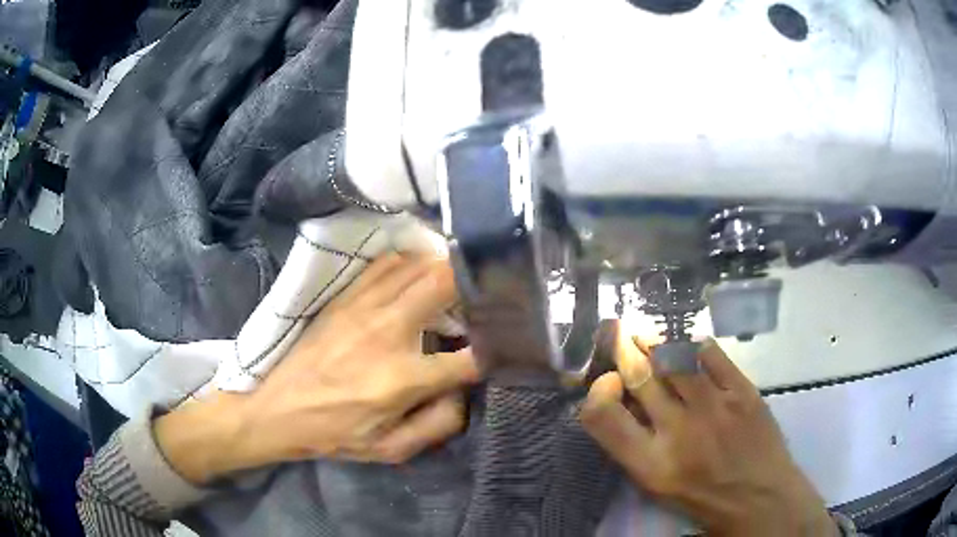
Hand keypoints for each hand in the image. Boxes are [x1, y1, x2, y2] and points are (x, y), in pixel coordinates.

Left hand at [155, 254, 479, 483]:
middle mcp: (386, 332)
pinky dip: (411, 262)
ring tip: (460, 282)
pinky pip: (386, 264)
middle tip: (490, 293)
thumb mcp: (390, 449)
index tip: (505, 345)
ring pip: (417, 265)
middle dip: (477, 283)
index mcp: (401, 379)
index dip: (495, 350)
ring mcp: (362, 307)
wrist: (276, 408)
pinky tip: (419, 273)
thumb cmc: (335, 433)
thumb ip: (439, 425)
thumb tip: (466, 392)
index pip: (468, 357)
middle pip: (444, 283)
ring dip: (446, 268)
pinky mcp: (345, 297)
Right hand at [580, 328, 836, 536]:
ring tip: (647, 334)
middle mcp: (678, 431)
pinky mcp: (742, 391)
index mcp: (649, 463)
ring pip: (674, 357)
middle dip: (623, 348)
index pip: (602, 415)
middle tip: (618, 332)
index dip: (597, 390)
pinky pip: (711, 353)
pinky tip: (688, 345)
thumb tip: (622, 400)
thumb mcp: (656, 485)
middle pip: (639, 375)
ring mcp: (714, 406)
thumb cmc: (703, 497)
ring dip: (654, 341)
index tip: (605, 381)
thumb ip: (635, 445)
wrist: (759, 497)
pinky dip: (694, 344)